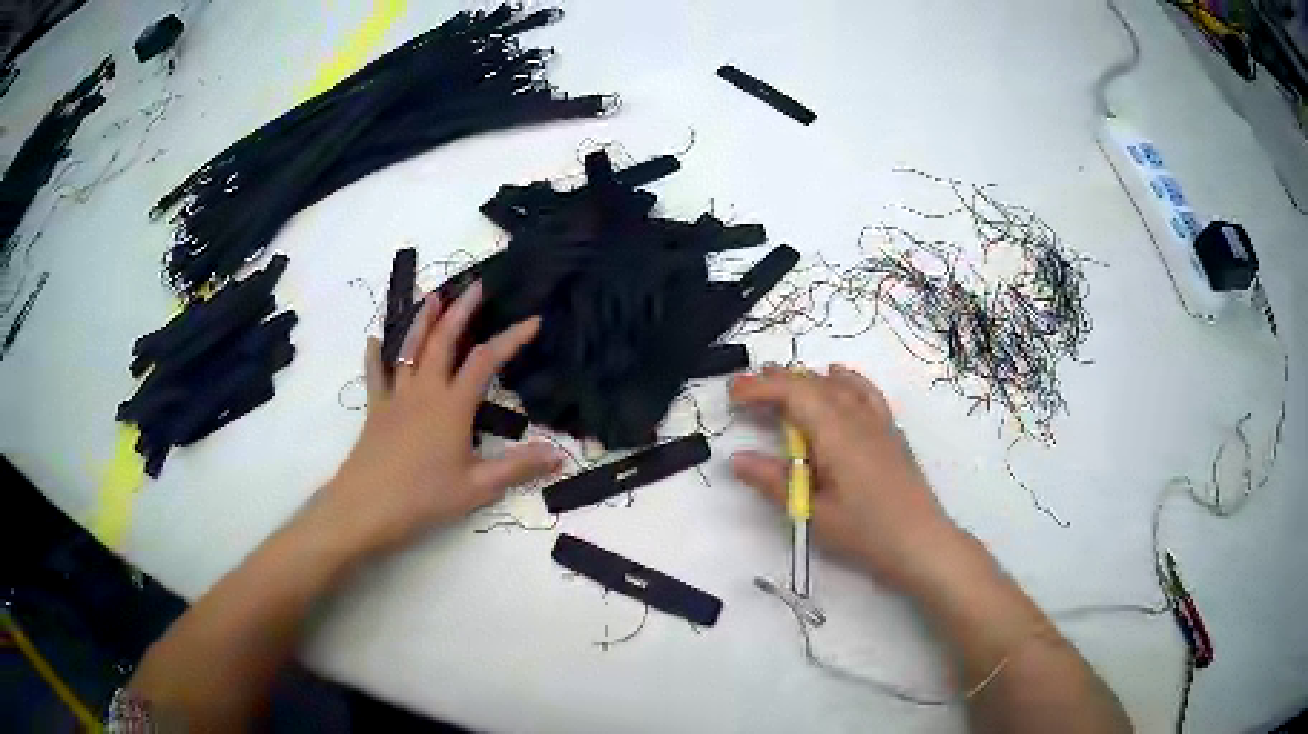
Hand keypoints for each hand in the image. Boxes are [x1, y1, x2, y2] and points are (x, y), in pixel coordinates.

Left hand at [309, 283, 562, 557]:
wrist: (366, 506)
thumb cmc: (424, 497)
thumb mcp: (477, 487)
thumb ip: (518, 468)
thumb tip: (559, 455)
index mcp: (452, 406)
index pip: (486, 361)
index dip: (511, 338)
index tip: (533, 320)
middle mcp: (424, 391)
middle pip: (443, 341)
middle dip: (461, 311)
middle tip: (475, 286)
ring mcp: (396, 397)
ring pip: (409, 349)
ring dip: (422, 320)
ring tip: (433, 295)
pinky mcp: (375, 410)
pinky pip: (376, 375)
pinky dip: (376, 355)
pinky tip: (374, 340)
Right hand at [730, 365, 962, 591]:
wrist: (921, 541)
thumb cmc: (865, 531)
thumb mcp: (814, 512)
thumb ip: (775, 482)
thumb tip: (737, 459)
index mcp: (836, 432)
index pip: (794, 393)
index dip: (760, 388)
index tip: (732, 393)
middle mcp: (857, 417)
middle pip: (814, 384)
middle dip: (777, 381)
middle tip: (745, 388)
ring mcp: (878, 422)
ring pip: (838, 385)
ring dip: (806, 379)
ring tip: (780, 379)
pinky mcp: (890, 433)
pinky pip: (865, 392)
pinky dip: (845, 380)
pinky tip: (838, 378)